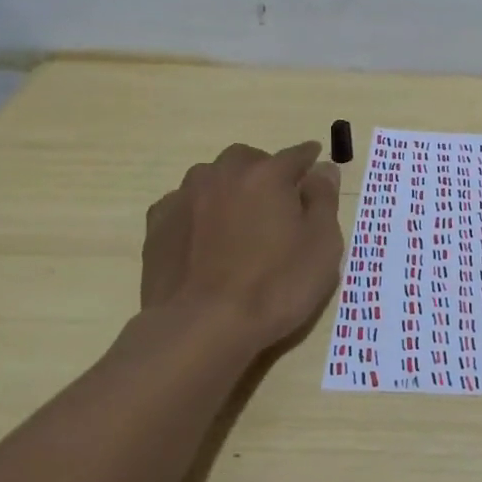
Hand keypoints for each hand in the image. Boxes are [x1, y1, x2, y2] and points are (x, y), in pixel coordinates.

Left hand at [141, 141, 343, 352]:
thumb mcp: (322, 246)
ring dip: (228, 188)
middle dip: (264, 171)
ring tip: (238, 218)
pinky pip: (184, 204)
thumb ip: (323, 200)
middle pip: (248, 159)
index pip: (295, 155)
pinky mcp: (158, 224)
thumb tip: (323, 169)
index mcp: (267, 175)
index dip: (309, 158)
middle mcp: (223, 175)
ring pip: (212, 178)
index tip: (315, 161)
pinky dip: (199, 211)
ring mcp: (185, 197)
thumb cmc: (275, 287)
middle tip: (277, 200)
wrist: (201, 327)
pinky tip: (204, 237)